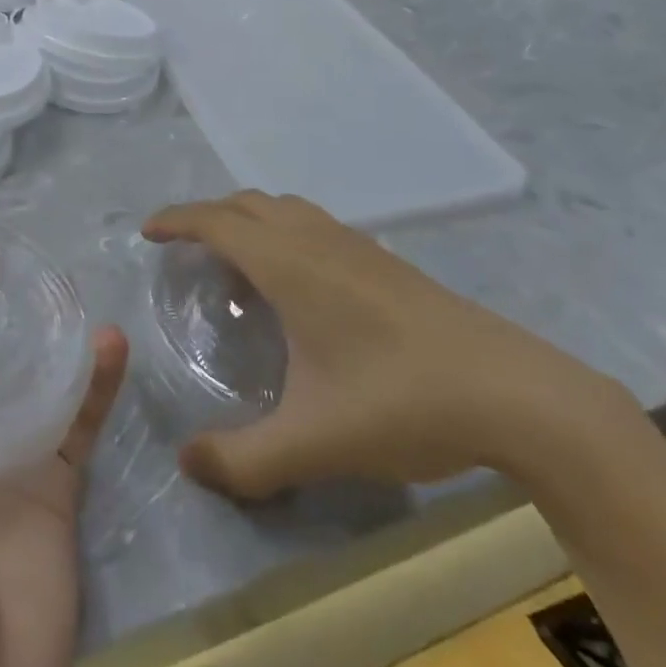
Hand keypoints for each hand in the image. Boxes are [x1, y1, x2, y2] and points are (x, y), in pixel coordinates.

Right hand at [144, 191, 635, 498]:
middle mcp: (317, 240)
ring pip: (285, 208)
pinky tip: (297, 282)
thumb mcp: (314, 443)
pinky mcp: (386, 261)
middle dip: (207, 215)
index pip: (216, 222)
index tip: (148, 232)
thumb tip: (186, 463)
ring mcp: (357, 245)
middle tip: (185, 251)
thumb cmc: (402, 402)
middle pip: (247, 203)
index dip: (176, 220)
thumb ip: (243, 460)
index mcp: (289, 264)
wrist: (517, 394)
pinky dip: (283, 231)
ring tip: (236, 264)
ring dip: (248, 220)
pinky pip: (314, 224)